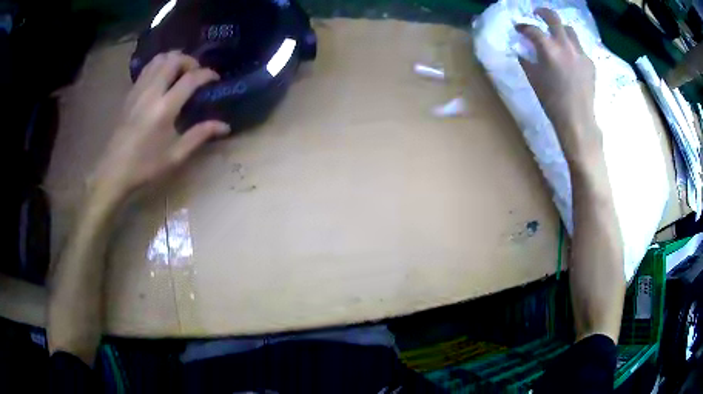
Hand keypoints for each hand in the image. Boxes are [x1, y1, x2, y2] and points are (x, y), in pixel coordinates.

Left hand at [92, 51, 229, 200]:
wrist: (114, 172)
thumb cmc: (145, 167)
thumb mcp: (175, 155)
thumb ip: (200, 135)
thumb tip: (225, 126)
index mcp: (164, 109)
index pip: (190, 79)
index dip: (207, 74)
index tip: (215, 79)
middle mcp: (151, 93)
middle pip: (174, 60)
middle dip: (190, 61)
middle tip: (197, 73)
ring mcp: (138, 90)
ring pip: (159, 59)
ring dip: (174, 59)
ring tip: (181, 72)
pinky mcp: (130, 93)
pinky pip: (147, 68)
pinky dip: (160, 65)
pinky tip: (163, 78)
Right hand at [516, 8, 599, 163]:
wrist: (578, 120)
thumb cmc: (552, 102)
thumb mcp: (533, 79)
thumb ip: (526, 59)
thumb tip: (522, 49)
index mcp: (549, 49)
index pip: (532, 29)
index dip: (522, 27)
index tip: (518, 29)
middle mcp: (566, 45)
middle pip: (554, 18)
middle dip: (543, 13)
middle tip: (537, 14)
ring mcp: (580, 53)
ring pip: (570, 31)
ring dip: (560, 29)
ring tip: (556, 35)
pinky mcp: (590, 63)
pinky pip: (580, 48)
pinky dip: (572, 48)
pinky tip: (570, 58)